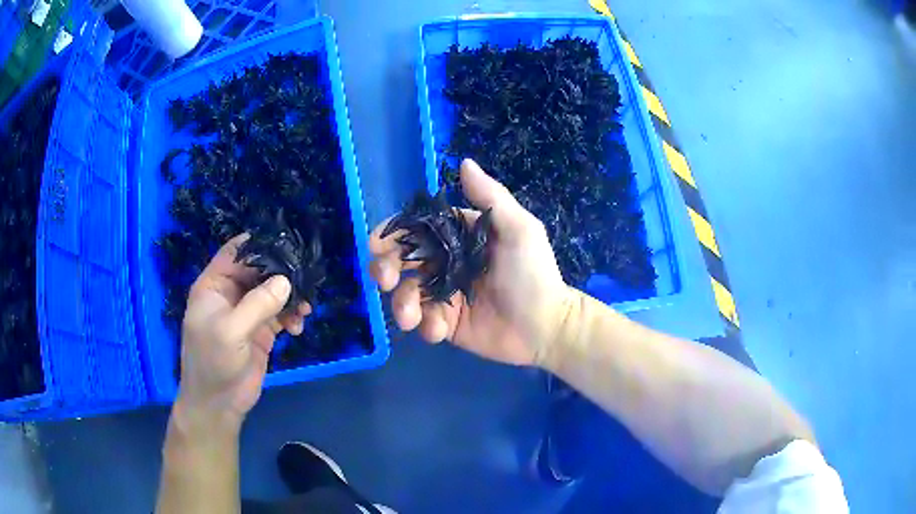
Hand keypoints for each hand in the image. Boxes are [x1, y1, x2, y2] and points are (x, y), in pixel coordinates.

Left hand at [176, 234, 310, 429]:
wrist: (219, 404)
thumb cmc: (213, 362)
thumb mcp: (230, 331)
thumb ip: (257, 304)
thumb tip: (286, 281)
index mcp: (214, 285)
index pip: (235, 252)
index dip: (258, 245)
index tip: (286, 243)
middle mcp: (231, 294)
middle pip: (259, 270)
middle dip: (282, 273)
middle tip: (305, 279)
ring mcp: (247, 312)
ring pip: (273, 292)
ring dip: (291, 297)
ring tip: (305, 308)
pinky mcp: (261, 331)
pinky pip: (281, 314)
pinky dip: (292, 317)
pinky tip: (298, 327)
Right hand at [370, 159, 573, 365]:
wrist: (546, 326)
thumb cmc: (533, 273)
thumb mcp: (519, 229)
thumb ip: (491, 197)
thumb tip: (464, 162)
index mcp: (458, 237)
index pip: (417, 229)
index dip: (392, 234)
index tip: (376, 244)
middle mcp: (446, 262)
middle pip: (402, 261)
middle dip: (385, 269)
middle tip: (384, 279)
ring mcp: (444, 294)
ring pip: (405, 294)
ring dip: (400, 303)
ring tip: (411, 316)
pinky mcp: (446, 323)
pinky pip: (422, 322)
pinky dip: (423, 325)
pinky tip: (438, 330)